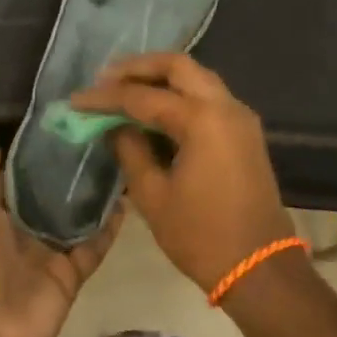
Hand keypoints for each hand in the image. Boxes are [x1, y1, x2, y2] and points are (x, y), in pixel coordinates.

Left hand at [0, 141, 120, 336]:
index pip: (10, 177)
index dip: (27, 155)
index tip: (55, 127)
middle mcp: (17, 228)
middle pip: (45, 194)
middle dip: (64, 170)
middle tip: (94, 136)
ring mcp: (46, 250)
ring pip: (73, 215)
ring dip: (91, 193)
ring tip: (117, 159)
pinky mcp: (70, 272)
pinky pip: (94, 244)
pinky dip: (110, 225)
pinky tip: (127, 197)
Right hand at [70, 53, 293, 294]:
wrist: (261, 270)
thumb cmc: (201, 236)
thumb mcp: (152, 195)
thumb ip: (129, 149)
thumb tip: (113, 126)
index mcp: (202, 120)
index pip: (142, 96)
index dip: (104, 98)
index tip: (75, 100)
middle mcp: (225, 106)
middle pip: (177, 66)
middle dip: (137, 67)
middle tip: (105, 78)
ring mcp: (239, 117)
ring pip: (195, 76)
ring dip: (159, 77)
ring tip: (124, 89)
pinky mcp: (244, 132)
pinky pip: (207, 96)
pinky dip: (179, 93)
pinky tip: (153, 109)